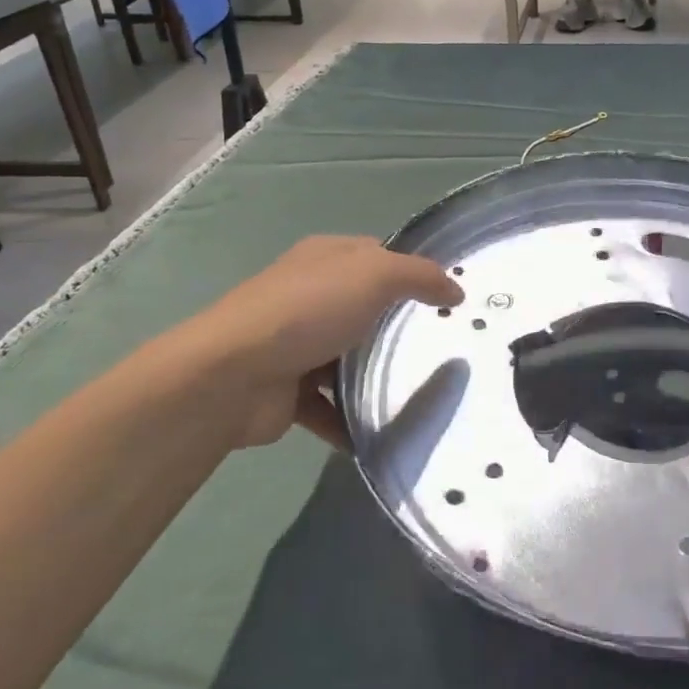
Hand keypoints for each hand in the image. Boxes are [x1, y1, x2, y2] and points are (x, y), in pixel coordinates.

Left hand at [148, 236, 462, 449]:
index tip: (448, 297)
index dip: (411, 270)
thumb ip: (419, 276)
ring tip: (420, 394)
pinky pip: (329, 407)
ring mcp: (295, 345)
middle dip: (398, 327)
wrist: (233, 377)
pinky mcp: (287, 392)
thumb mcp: (374, 275)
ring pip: (347, 359)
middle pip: (364, 307)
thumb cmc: (308, 312)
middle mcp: (308, 296)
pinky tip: (379, 434)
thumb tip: (456, 288)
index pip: (376, 255)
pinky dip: (350, 421)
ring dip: (374, 377)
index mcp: (325, 258)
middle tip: (442, 346)